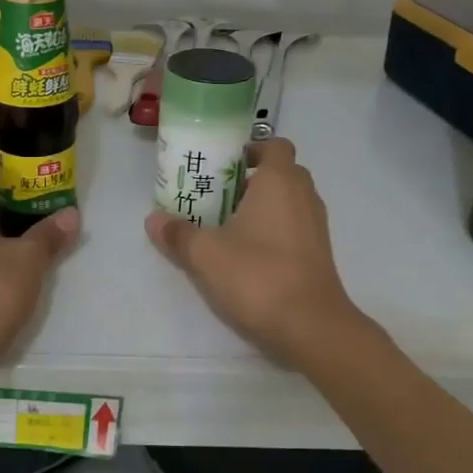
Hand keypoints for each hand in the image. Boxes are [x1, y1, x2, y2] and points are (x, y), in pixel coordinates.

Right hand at [145, 138, 362, 365]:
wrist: (312, 327)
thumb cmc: (258, 276)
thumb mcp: (206, 255)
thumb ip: (178, 234)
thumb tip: (153, 220)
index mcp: (280, 181)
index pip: (274, 145)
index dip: (251, 149)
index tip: (224, 165)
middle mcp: (304, 195)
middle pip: (282, 172)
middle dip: (252, 178)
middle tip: (219, 195)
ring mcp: (316, 225)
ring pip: (289, 200)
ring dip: (263, 206)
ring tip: (228, 225)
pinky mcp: (319, 253)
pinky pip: (295, 226)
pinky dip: (275, 229)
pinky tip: (248, 253)